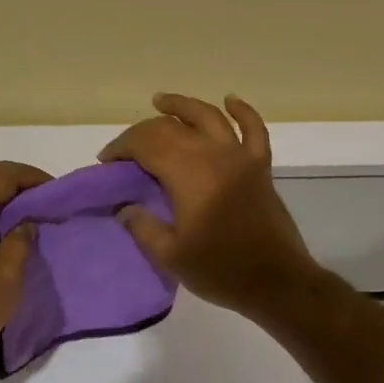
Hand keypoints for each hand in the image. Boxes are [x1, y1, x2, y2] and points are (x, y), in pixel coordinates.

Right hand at [99, 93, 317, 316]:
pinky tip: (230, 100)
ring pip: (209, 116)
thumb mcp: (170, 256)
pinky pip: (253, 129)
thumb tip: (126, 206)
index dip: (122, 147)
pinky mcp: (260, 167)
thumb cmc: (221, 271)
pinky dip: (242, 111)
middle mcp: (214, 155)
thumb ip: (143, 226)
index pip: (147, 144)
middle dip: (142, 132)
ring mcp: (241, 157)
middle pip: (172, 128)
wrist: (276, 283)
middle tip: (125, 149)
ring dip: (182, 106)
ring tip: (161, 101)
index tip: (107, 163)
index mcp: (189, 175)